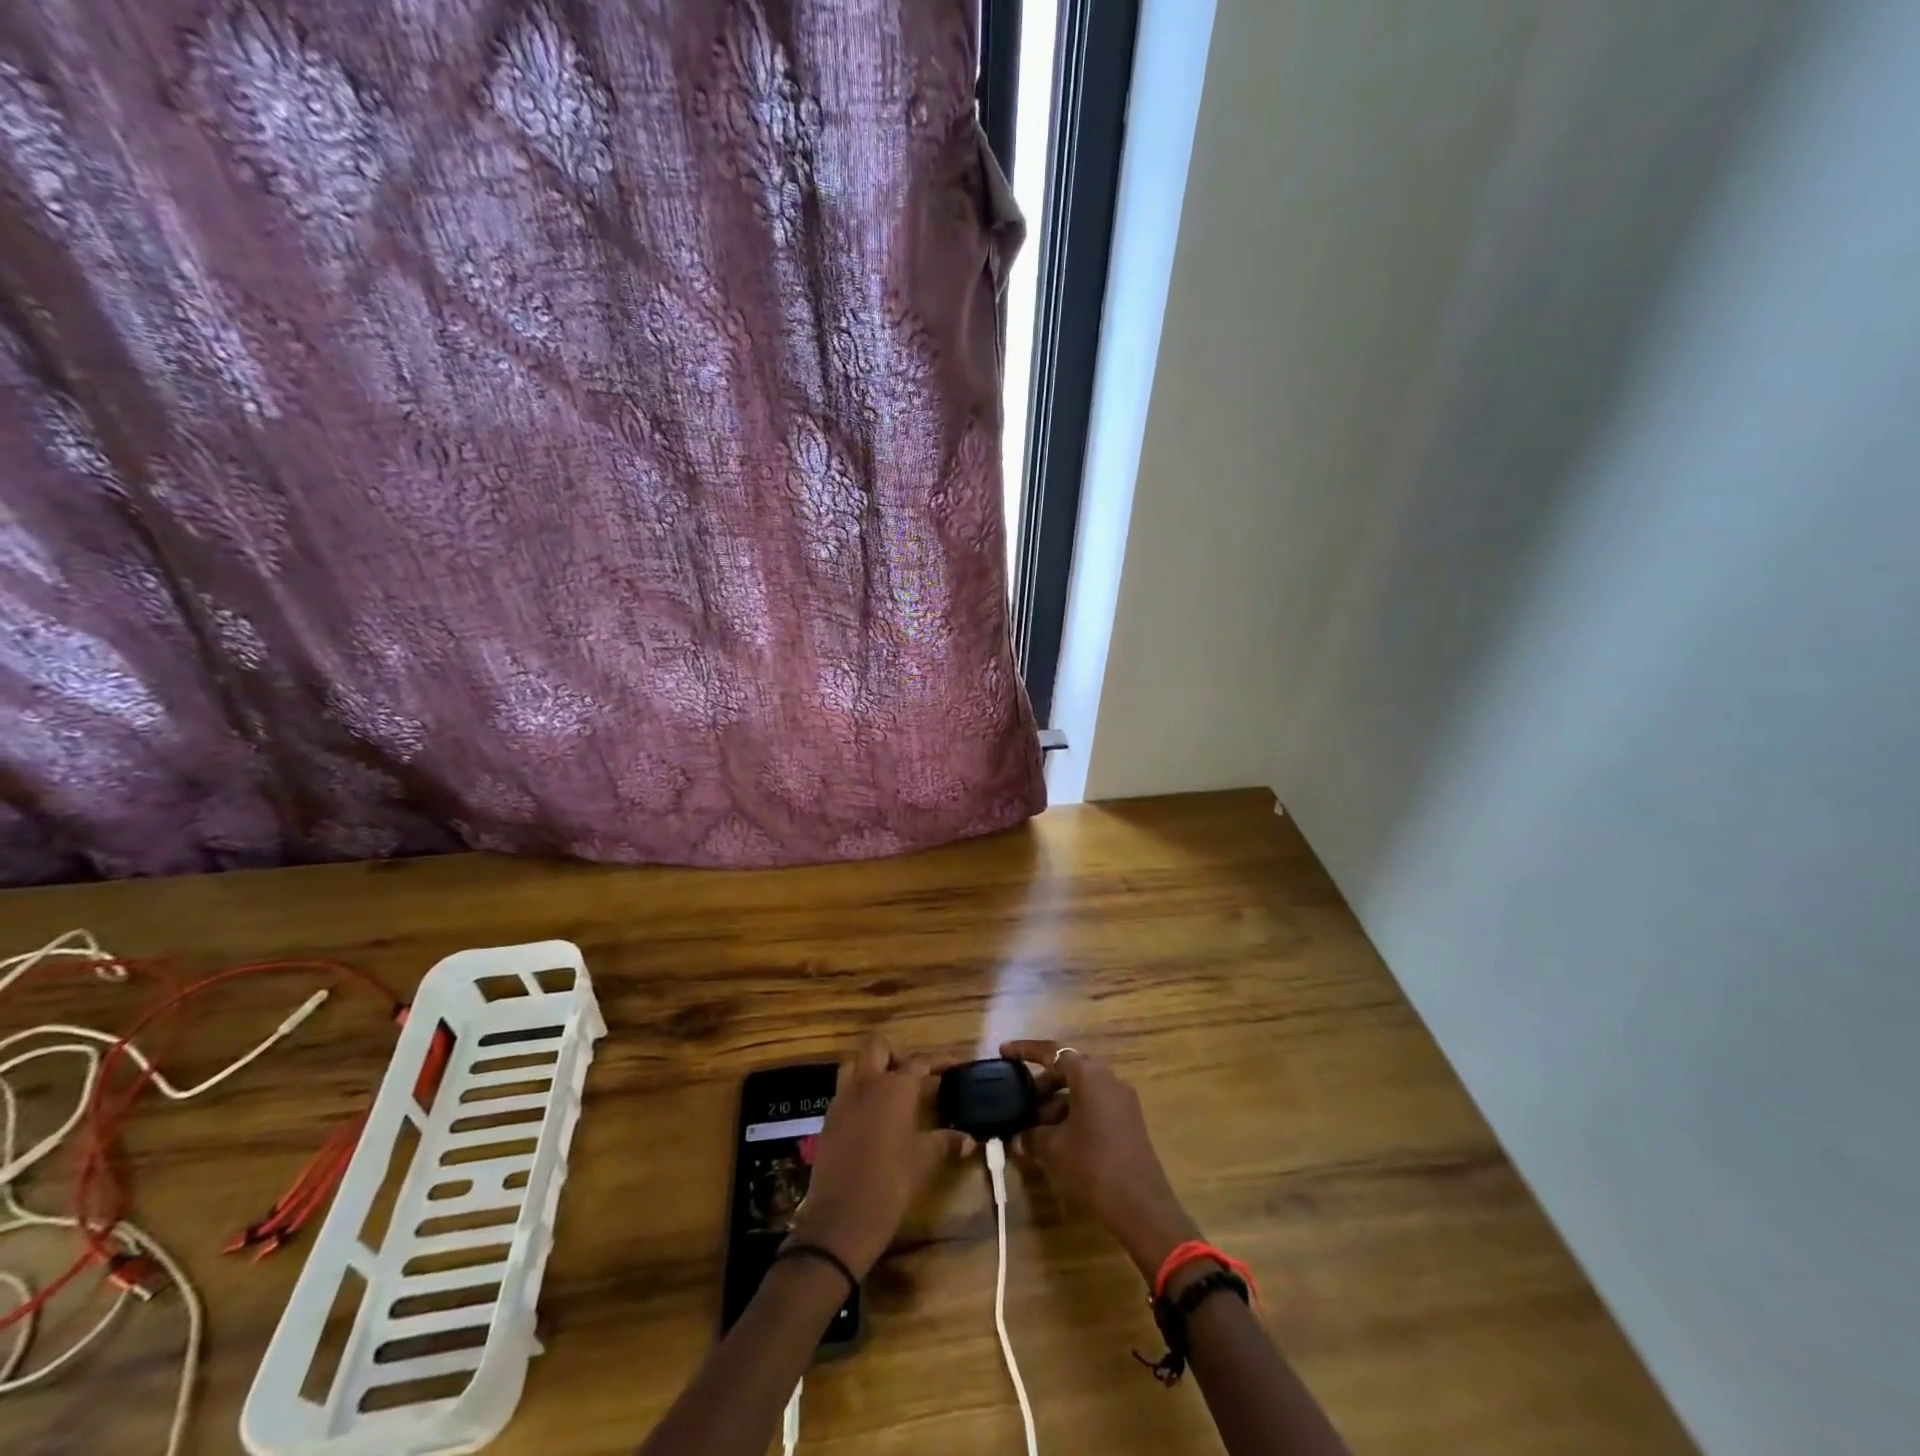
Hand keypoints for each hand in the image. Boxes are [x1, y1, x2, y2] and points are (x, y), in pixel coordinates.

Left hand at [784, 1033, 963, 1277]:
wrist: (839, 1220)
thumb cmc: (889, 1185)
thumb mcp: (922, 1162)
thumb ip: (944, 1142)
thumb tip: (969, 1139)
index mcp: (894, 1088)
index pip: (919, 1062)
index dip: (939, 1062)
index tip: (954, 1065)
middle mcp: (866, 1083)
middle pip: (877, 1046)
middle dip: (895, 1054)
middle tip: (912, 1076)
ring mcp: (843, 1099)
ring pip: (854, 1063)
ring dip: (872, 1068)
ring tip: (890, 1092)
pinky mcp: (828, 1118)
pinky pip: (844, 1090)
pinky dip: (859, 1092)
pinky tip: (873, 1117)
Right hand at [1001, 1039, 1200, 1279]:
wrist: (1142, 1206)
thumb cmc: (1092, 1166)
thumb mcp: (1053, 1149)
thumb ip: (1030, 1136)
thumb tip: (1017, 1138)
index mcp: (1089, 1075)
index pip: (1051, 1052)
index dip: (1025, 1050)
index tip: (1004, 1052)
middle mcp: (1108, 1078)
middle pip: (1069, 1069)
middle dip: (1042, 1082)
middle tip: (1020, 1099)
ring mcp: (1122, 1100)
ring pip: (1082, 1089)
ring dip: (1057, 1102)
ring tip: (1034, 1126)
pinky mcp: (1129, 1121)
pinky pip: (1095, 1105)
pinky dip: (1073, 1114)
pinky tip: (1058, 1139)